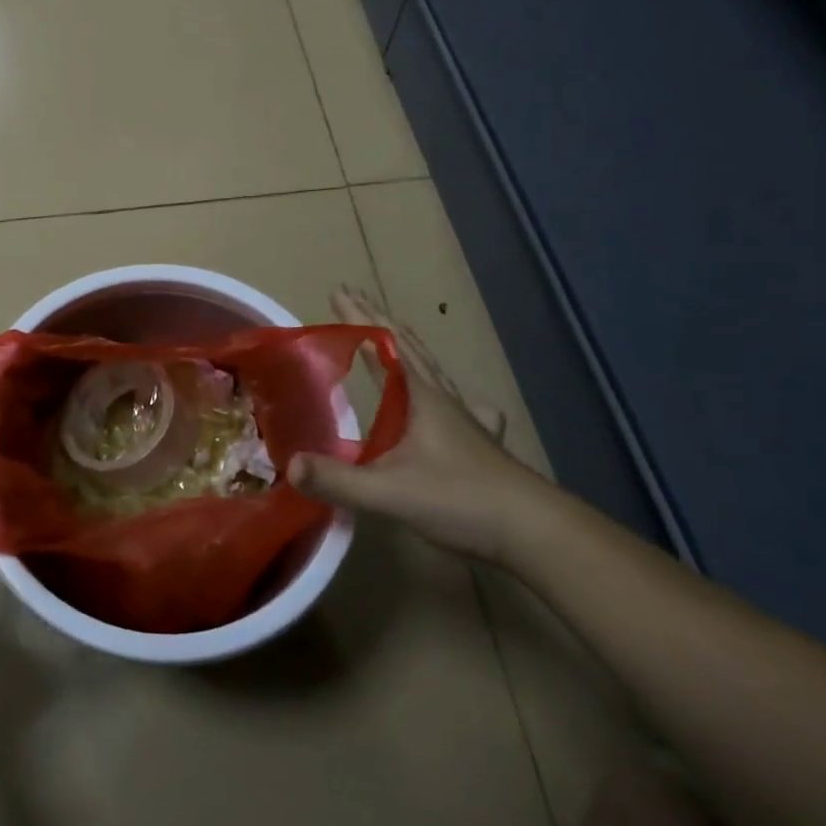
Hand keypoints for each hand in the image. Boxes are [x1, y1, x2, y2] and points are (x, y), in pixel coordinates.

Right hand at [288, 286, 555, 563]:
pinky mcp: (479, 444)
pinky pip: (459, 404)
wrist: (537, 534)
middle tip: (354, 297)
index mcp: (420, 398)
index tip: (338, 292)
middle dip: (378, 321)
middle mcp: (442, 399)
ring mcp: (465, 420)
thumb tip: (288, 465)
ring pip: (432, 370)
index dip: (358, 320)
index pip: (383, 347)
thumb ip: (338, 480)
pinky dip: (449, 392)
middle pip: (408, 348)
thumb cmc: (462, 500)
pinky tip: (462, 402)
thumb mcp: (390, 493)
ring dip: (407, 346)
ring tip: (395, 332)